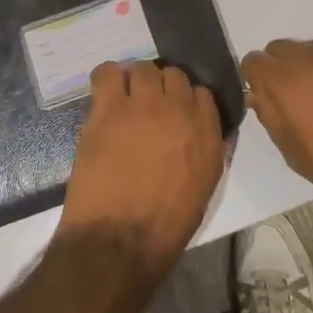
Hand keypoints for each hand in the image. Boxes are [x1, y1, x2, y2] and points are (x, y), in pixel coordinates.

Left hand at [55, 60, 225, 276]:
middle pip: (173, 75)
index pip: (201, 94)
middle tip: (147, 108)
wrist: (120, 242)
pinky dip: (107, 78)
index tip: (173, 113)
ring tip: (124, 101)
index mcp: (207, 133)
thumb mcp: (204, 189)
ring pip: (143, 69)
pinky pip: (107, 73)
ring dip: (136, 82)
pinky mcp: (109, 108)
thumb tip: (205, 131)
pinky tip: (104, 95)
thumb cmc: (164, 227)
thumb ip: (208, 151)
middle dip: (162, 88)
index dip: (185, 101)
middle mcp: (180, 110)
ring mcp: (143, 105)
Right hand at [241, 30, 312, 217]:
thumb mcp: (293, 153)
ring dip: (311, 64)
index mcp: (282, 81)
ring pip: (309, 46)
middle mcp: (305, 56)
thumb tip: (258, 94)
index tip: (268, 99)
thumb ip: (270, 116)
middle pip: (279, 49)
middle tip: (299, 99)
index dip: (257, 80)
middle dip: (282, 69)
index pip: (253, 62)